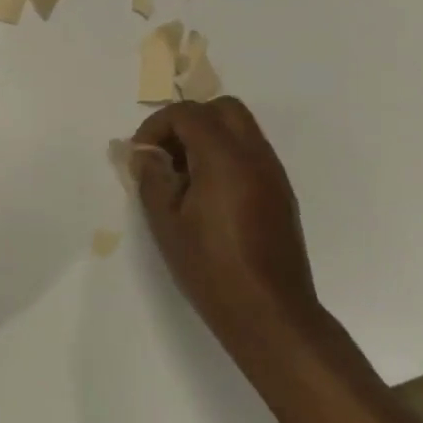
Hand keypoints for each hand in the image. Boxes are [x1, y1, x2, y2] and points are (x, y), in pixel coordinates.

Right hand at [129, 98, 320, 363]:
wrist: (270, 314)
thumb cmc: (211, 269)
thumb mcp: (167, 224)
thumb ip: (152, 179)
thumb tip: (146, 155)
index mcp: (225, 158)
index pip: (188, 114)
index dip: (157, 126)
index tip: (141, 154)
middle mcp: (255, 155)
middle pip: (222, 108)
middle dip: (188, 121)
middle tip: (166, 154)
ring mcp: (273, 172)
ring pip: (241, 128)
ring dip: (209, 136)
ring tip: (183, 175)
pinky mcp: (281, 192)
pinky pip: (251, 152)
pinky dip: (227, 155)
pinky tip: (208, 193)